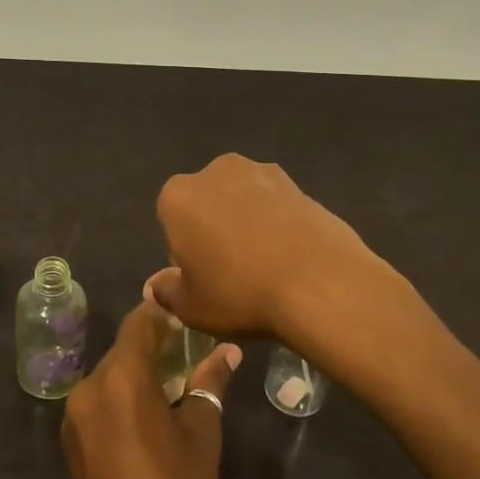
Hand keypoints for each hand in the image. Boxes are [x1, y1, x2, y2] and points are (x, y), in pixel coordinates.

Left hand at [62, 301, 243, 478]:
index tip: (186, 316)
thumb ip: (209, 384)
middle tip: (188, 350)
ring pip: (109, 378)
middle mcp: (89, 387)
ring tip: (173, 383)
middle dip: (152, 347)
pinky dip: (122, 399)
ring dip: (137, 374)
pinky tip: (148, 417)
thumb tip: (227, 352)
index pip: (138, 324)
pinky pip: (99, 403)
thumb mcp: (201, 435)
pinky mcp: (71, 444)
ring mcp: (74, 417)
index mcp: (120, 377)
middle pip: (122, 351)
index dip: (162, 315)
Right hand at [146, 154, 381, 347]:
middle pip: (205, 203)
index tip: (203, 278)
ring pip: (240, 200)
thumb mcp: (190, 307)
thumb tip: (159, 284)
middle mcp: (214, 171)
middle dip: (213, 228)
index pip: (171, 222)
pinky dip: (276, 223)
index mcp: (178, 196)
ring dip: (246, 222)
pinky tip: (290, 256)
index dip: (184, 252)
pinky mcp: (297, 182)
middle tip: (232, 272)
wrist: (320, 283)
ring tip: (265, 264)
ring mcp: (260, 171)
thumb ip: (167, 291)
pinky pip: (274, 205)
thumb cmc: (240, 293)